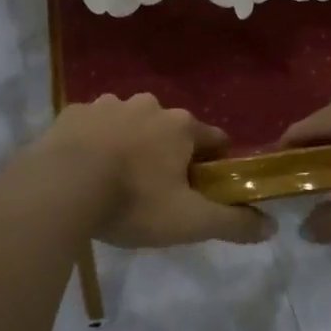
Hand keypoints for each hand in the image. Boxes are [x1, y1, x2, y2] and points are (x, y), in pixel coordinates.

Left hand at [34, 94, 277, 247]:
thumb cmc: (132, 201)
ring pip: (131, 123)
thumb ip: (232, 223)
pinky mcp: (73, 112)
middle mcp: (148, 105)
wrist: (59, 188)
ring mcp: (107, 104)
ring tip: (116, 181)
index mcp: (180, 126)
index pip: (214, 140)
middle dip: (169, 154)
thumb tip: (271, 226)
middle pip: (171, 130)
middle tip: (156, 192)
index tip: (205, 189)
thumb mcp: (189, 221)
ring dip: (131, 144)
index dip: (215, 165)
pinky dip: (95, 142)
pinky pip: (94, 126)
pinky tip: (85, 169)